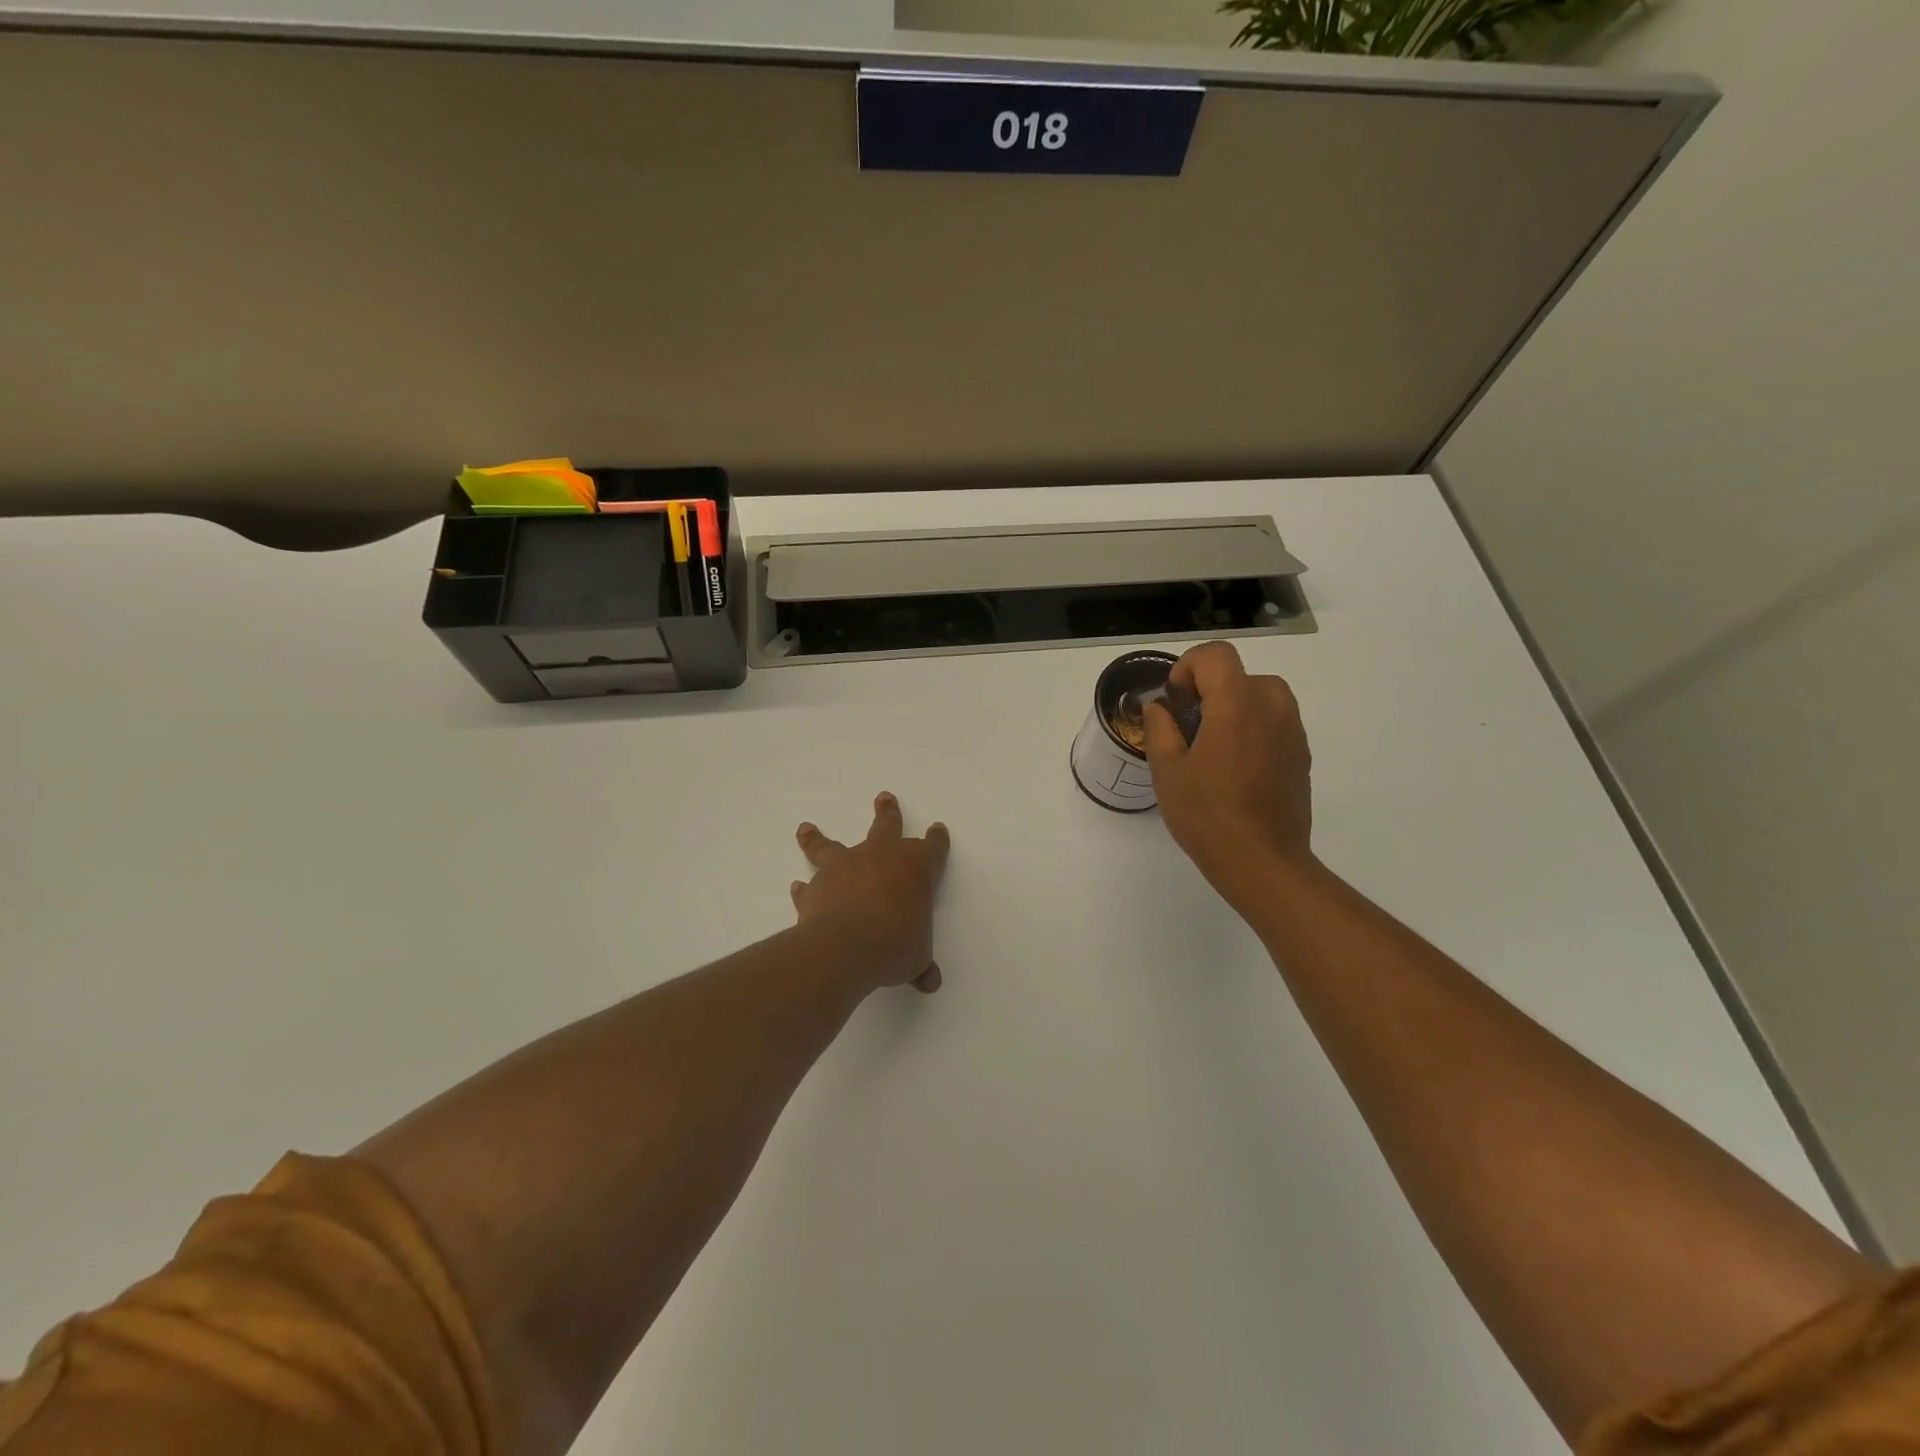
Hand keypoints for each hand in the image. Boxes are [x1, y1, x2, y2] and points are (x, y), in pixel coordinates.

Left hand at [793, 792, 950, 994]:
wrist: (847, 946)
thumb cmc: (895, 945)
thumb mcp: (916, 958)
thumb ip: (920, 964)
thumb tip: (929, 981)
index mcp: (915, 867)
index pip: (932, 847)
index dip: (936, 839)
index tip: (938, 829)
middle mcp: (880, 857)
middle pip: (886, 826)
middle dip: (887, 812)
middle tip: (883, 798)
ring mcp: (845, 867)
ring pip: (830, 845)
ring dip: (818, 837)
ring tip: (806, 827)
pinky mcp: (816, 887)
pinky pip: (808, 885)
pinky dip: (803, 889)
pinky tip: (797, 887)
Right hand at [1144, 641, 1315, 916]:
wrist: (1263, 862)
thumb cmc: (1207, 815)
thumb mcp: (1167, 771)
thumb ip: (1160, 728)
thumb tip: (1160, 708)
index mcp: (1236, 704)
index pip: (1216, 655)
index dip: (1189, 667)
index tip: (1175, 700)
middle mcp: (1272, 707)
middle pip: (1240, 674)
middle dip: (1210, 689)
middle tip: (1189, 726)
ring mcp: (1293, 731)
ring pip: (1261, 696)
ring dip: (1234, 707)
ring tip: (1213, 747)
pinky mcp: (1302, 754)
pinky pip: (1275, 722)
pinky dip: (1253, 728)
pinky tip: (1236, 768)